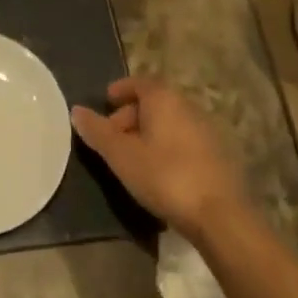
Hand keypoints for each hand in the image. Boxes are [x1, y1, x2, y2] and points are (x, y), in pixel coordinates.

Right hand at [71, 78, 242, 240]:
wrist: (221, 216)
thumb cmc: (164, 176)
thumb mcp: (121, 155)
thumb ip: (97, 131)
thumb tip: (76, 110)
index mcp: (164, 98)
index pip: (139, 82)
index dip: (121, 90)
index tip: (106, 102)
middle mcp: (188, 106)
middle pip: (155, 102)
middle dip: (132, 115)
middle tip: (114, 138)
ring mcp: (208, 130)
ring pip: (171, 123)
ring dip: (150, 133)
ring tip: (134, 158)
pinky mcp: (220, 156)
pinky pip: (186, 141)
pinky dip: (169, 147)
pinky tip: (161, 173)